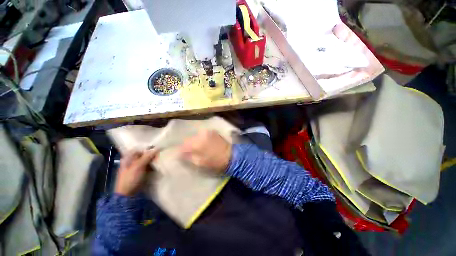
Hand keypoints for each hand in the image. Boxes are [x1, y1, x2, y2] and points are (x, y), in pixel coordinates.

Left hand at [115, 149, 157, 195]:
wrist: (127, 195)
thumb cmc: (130, 178)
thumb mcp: (138, 166)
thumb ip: (148, 156)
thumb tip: (157, 148)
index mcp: (128, 158)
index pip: (140, 149)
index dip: (148, 149)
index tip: (157, 149)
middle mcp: (132, 161)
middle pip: (144, 155)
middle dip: (152, 154)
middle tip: (160, 154)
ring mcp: (136, 168)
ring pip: (147, 160)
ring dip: (153, 160)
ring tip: (161, 159)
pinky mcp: (140, 173)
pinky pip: (148, 166)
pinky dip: (153, 166)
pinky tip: (158, 166)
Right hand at [179, 130, 231, 173]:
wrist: (232, 155)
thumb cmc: (216, 162)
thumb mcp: (200, 163)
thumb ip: (189, 157)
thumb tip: (180, 154)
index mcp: (197, 143)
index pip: (183, 146)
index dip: (181, 151)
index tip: (181, 155)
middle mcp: (201, 135)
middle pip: (189, 139)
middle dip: (188, 146)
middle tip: (190, 152)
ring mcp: (207, 132)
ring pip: (195, 136)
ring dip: (194, 142)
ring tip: (198, 148)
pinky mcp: (213, 132)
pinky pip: (202, 135)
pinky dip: (201, 139)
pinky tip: (204, 144)